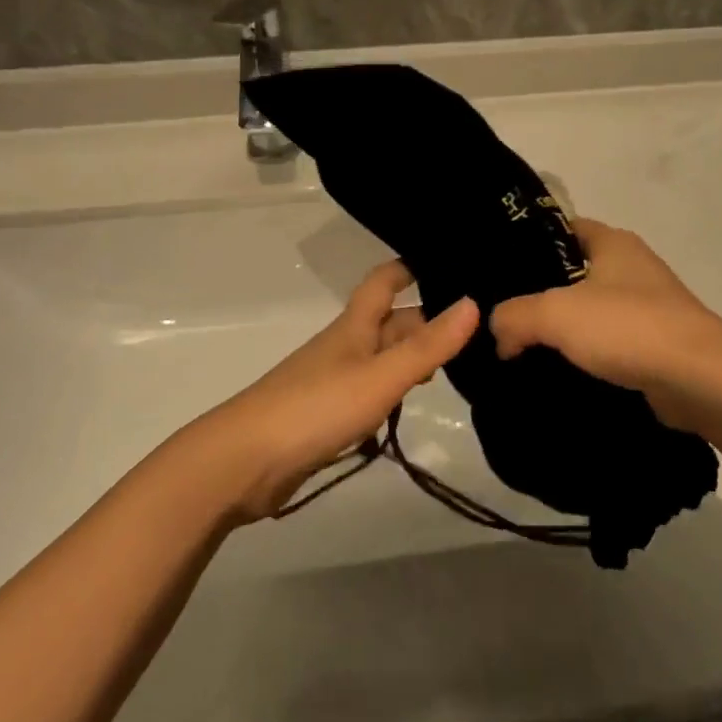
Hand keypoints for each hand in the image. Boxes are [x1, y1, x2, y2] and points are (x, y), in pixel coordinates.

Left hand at [199, 262, 477, 521]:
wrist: (245, 461)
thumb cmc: (317, 407)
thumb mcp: (381, 375)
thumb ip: (428, 345)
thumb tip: (473, 302)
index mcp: (354, 325)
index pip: (384, 280)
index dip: (411, 266)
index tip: (450, 260)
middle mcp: (345, 345)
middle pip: (389, 321)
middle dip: (426, 319)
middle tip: (477, 327)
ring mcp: (333, 380)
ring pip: (381, 356)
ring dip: (412, 356)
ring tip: (457, 364)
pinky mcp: (326, 414)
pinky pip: (369, 390)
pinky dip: (393, 390)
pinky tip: (410, 404)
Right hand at [490, 220, 721, 433]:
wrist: (701, 381)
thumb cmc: (628, 327)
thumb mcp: (555, 313)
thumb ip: (513, 316)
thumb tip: (498, 333)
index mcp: (613, 242)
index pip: (561, 228)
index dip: (528, 243)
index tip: (498, 269)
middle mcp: (632, 267)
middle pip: (572, 272)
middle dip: (540, 294)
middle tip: (502, 315)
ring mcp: (648, 307)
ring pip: (590, 312)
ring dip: (563, 331)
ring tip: (521, 349)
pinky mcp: (656, 345)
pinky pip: (609, 345)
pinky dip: (586, 357)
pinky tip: (558, 374)